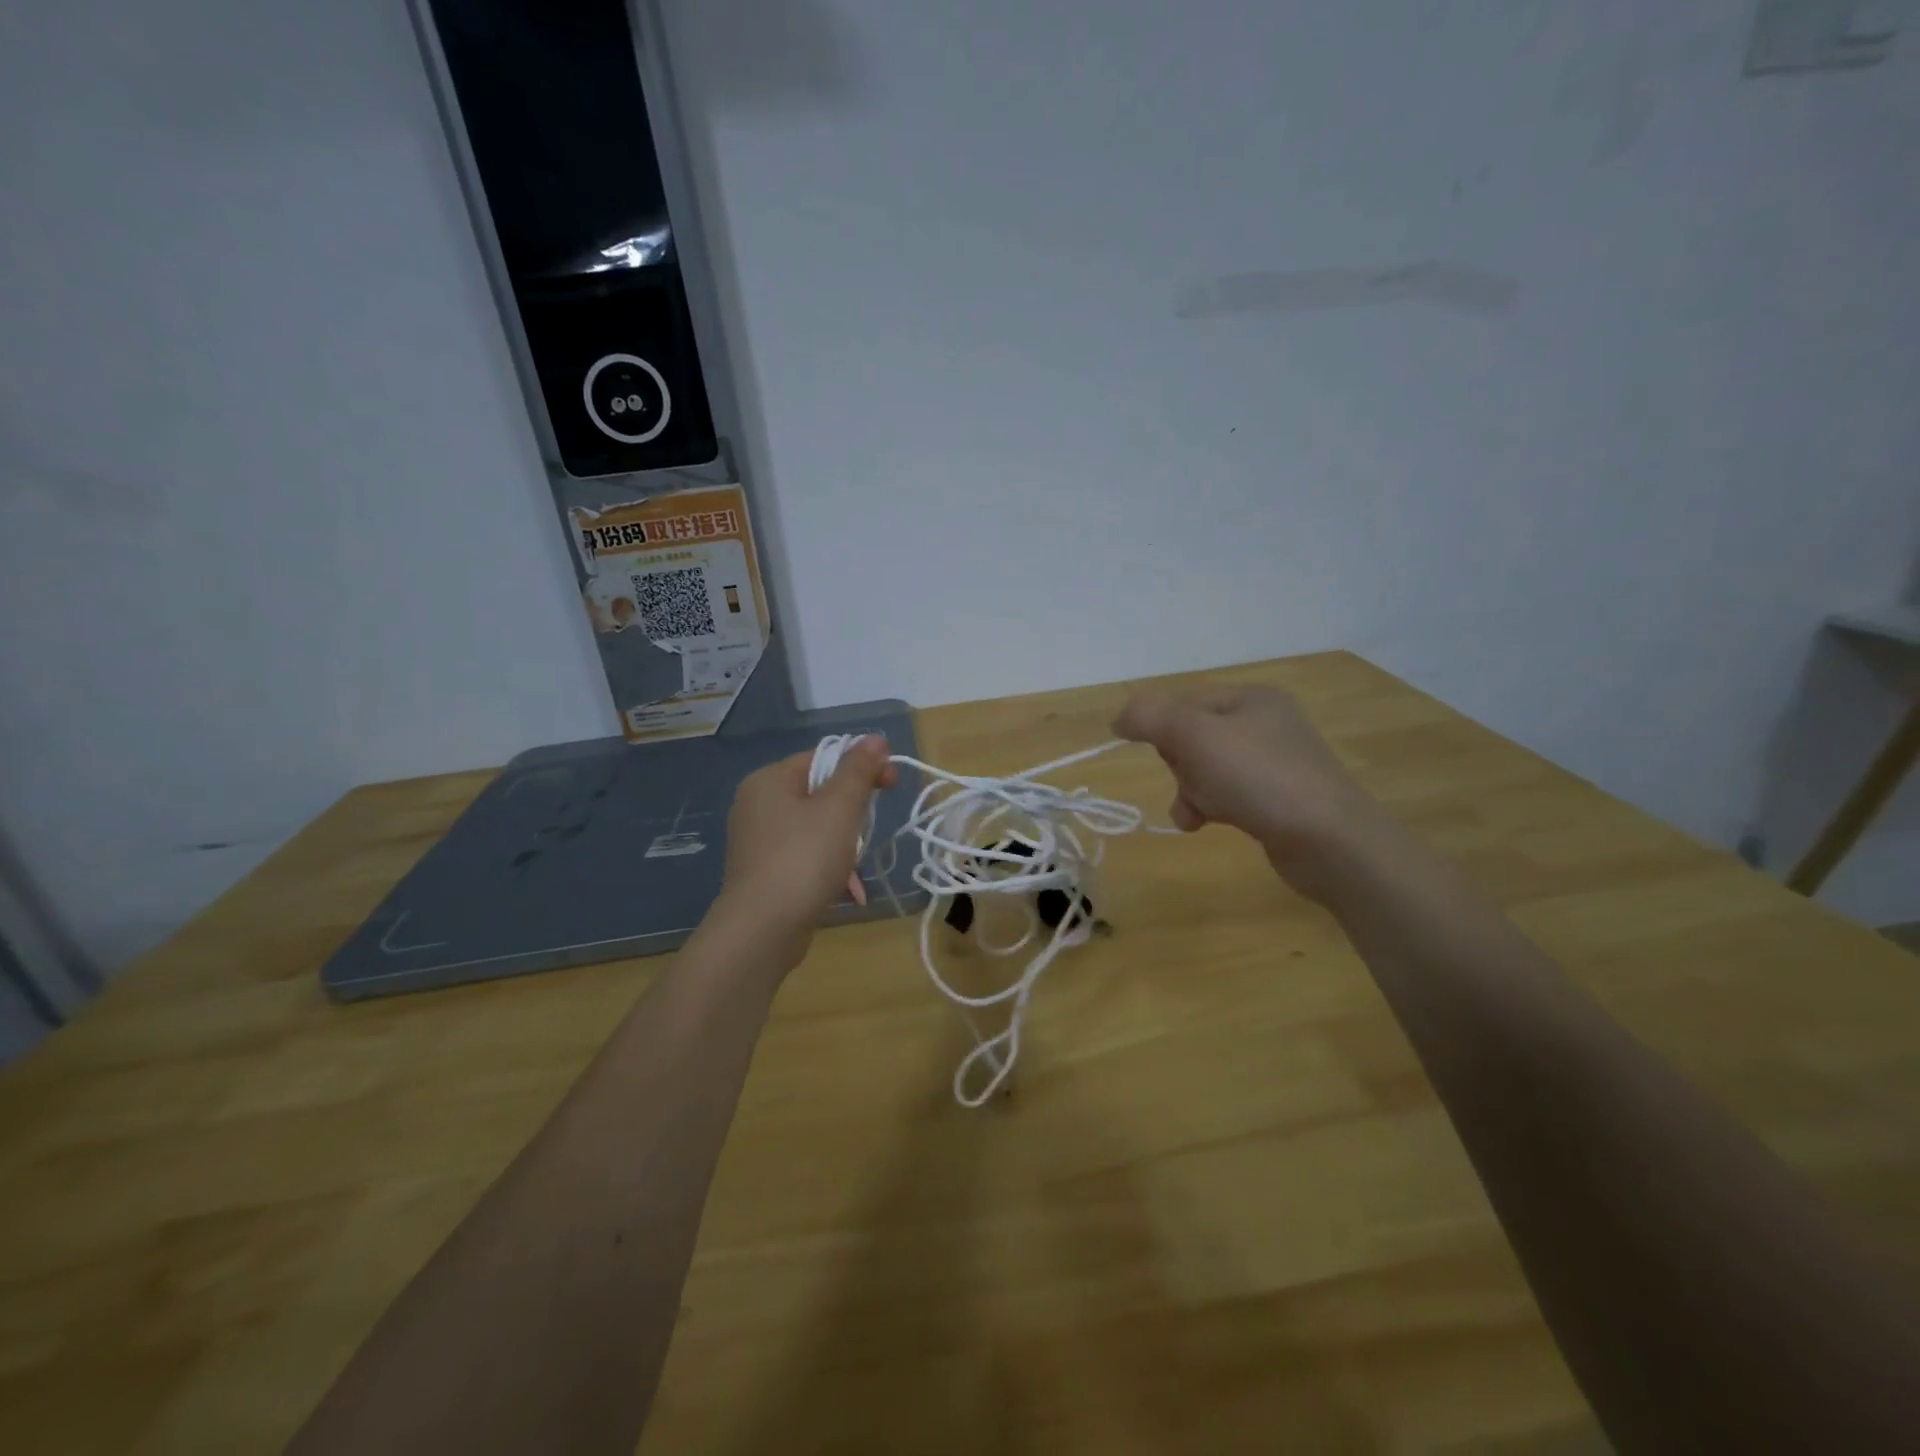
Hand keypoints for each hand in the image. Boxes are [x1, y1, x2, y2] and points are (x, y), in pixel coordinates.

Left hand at [714, 736, 897, 961]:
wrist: (762, 930)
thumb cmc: (804, 859)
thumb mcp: (840, 808)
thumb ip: (858, 770)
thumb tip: (874, 738)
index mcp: (769, 780)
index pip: (824, 757)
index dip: (862, 766)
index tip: (892, 784)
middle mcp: (756, 804)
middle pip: (819, 792)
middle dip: (853, 812)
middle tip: (870, 832)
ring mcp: (756, 841)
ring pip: (814, 827)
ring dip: (844, 844)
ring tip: (856, 869)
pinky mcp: (762, 872)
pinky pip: (803, 856)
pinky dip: (827, 866)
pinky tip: (847, 890)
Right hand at [1113, 685, 1390, 899]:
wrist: (1329, 841)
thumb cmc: (1259, 777)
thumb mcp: (1195, 735)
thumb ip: (1150, 717)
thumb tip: (1119, 717)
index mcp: (1250, 698)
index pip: (1183, 702)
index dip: (1161, 728)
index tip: (1158, 754)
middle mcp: (1264, 724)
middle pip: (1192, 736)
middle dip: (1179, 764)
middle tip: (1191, 780)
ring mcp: (1273, 764)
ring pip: (1204, 769)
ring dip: (1190, 790)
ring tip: (1196, 813)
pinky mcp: (1277, 800)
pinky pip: (1225, 795)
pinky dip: (1209, 807)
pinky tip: (1204, 825)